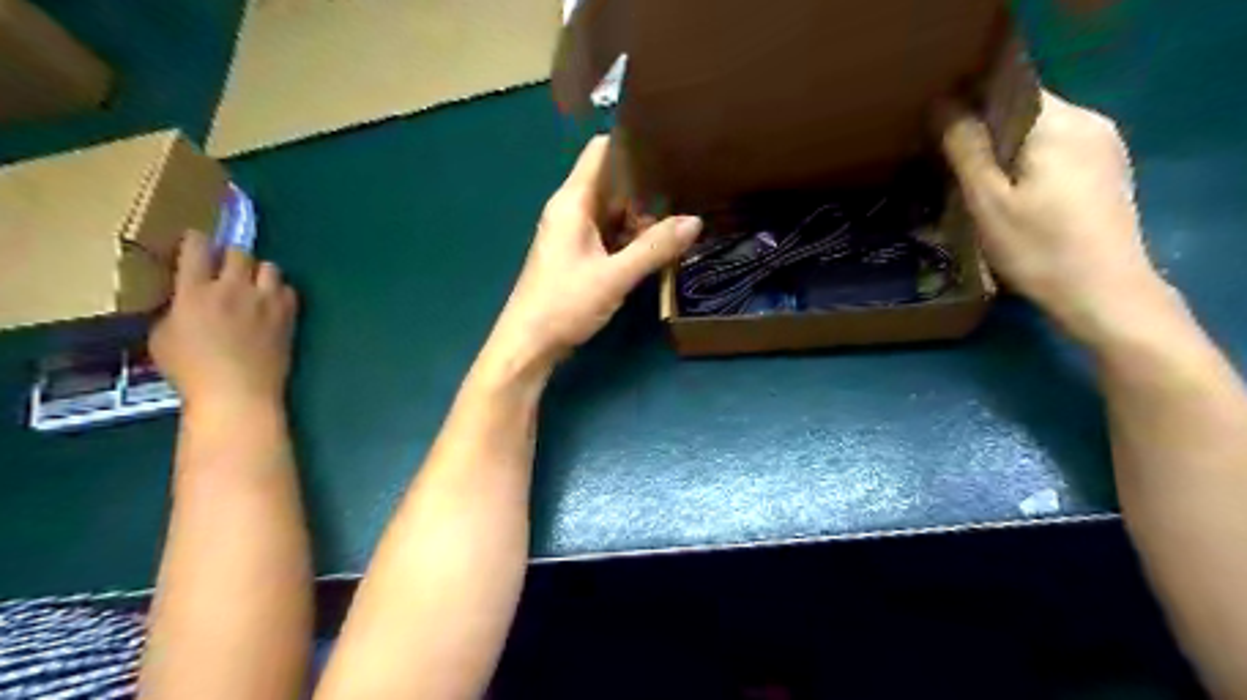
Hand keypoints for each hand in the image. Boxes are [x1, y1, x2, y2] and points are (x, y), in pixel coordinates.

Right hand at [146, 229, 294, 415]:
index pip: (197, 248)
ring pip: (269, 266)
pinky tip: (271, 304)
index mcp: (195, 292)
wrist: (239, 392)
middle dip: (230, 257)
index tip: (195, 244)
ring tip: (252, 287)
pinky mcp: (288, 315)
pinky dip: (279, 292)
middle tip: (225, 271)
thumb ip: (175, 309)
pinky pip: (289, 289)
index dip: (196, 241)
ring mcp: (266, 301)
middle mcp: (233, 289)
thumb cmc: (192, 371)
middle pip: (238, 252)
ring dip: (258, 272)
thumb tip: (186, 299)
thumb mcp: (163, 337)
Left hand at [483, 137, 700, 371]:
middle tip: (688, 186)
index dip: (632, 142)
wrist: (528, 344)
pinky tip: (657, 245)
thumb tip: (695, 221)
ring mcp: (573, 233)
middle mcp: (571, 210)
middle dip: (646, 186)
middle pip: (612, 182)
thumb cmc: (564, 304)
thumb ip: (654, 248)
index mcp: (572, 201)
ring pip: (613, 211)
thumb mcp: (615, 276)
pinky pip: (608, 234)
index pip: (601, 151)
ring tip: (682, 214)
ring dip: (641, 216)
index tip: (670, 142)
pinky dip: (630, 237)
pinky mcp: (578, 255)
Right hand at [948, 91, 1171, 342]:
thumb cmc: (1038, 248)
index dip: (969, 105)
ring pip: (1039, 132)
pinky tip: (1010, 194)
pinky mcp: (1106, 171)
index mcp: (1060, 123)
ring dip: (1005, 150)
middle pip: (1024, 111)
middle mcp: (1089, 122)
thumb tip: (944, 104)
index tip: (938, 133)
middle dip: (985, 131)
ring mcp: (1104, 146)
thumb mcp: (988, 202)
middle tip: (947, 163)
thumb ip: (967, 149)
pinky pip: (1057, 150)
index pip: (1008, 89)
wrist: (1104, 293)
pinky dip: (1028, 163)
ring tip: (972, 180)